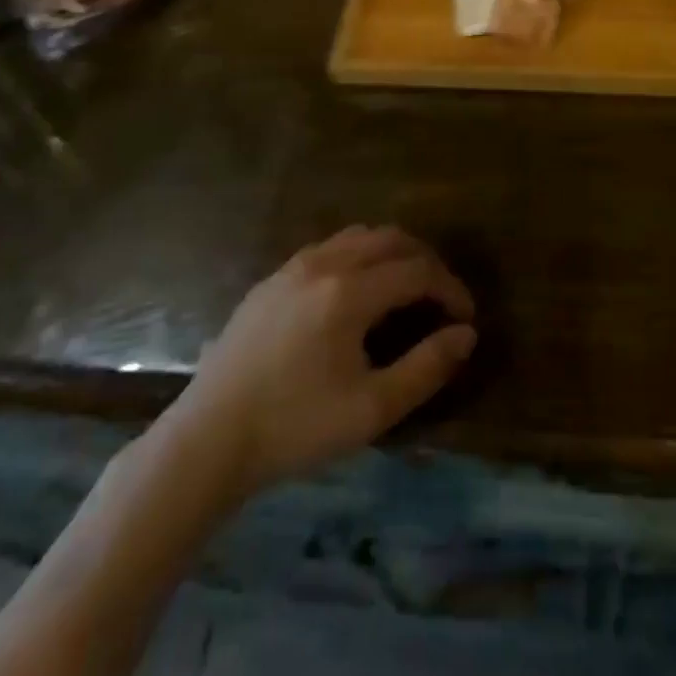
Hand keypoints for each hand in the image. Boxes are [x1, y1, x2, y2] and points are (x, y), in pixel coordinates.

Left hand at [170, 226, 476, 495]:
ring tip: (405, 291)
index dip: (451, 289)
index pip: (418, 270)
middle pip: (392, 239)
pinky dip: (359, 257)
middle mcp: (325, 263)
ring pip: (359, 236)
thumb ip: (426, 367)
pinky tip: (356, 295)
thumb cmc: (295, 427)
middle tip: (441, 300)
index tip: (465, 318)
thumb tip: (466, 335)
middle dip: (426, 262)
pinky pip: (329, 248)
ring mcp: (294, 266)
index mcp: (350, 292)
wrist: (209, 438)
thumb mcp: (371, 409)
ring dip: (392, 254)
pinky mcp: (272, 279)